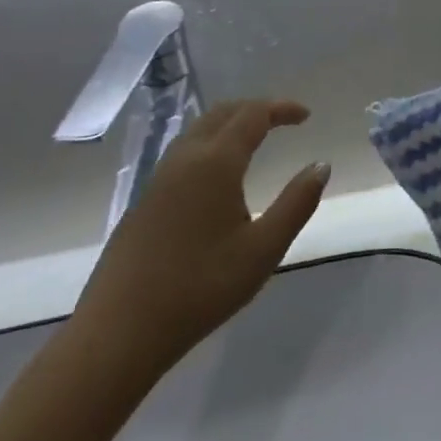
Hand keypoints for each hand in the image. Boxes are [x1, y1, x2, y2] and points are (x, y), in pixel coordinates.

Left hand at [69, 100, 330, 391]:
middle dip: (256, 108)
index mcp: (216, 162)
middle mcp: (185, 158)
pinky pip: (183, 151)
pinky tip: (217, 173)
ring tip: (254, 138)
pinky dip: (210, 142)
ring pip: (198, 129)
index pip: (254, 115)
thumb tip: (321, 165)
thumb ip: (297, 203)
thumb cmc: (200, 288)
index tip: (306, 116)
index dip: (282, 109)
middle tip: (283, 120)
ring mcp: (159, 178)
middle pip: (222, 112)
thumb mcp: (263, 250)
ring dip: (230, 122)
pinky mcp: (144, 200)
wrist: (119, 331)